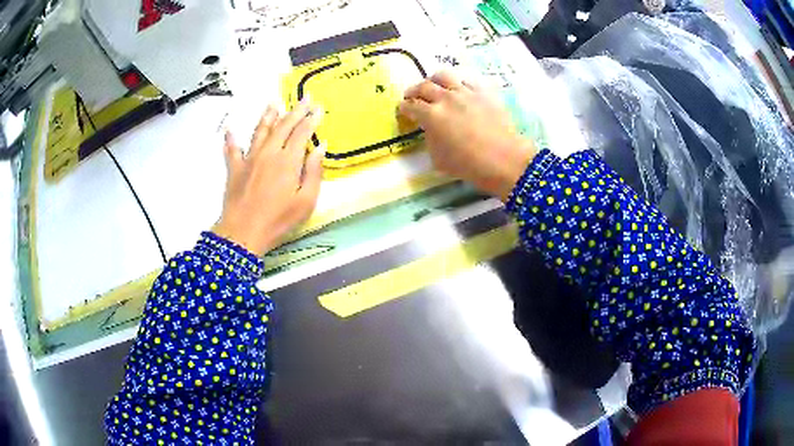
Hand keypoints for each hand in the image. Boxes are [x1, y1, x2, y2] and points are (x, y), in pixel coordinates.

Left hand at [213, 100, 324, 255]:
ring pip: (260, 131)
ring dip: (268, 116)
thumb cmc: (278, 220)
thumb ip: (314, 172)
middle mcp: (268, 153)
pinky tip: (230, 129)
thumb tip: (320, 147)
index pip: (301, 133)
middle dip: (295, 111)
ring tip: (273, 103)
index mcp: (287, 160)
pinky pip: (232, 150)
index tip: (318, 108)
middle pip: (283, 126)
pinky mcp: (234, 169)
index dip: (311, 119)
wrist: (243, 233)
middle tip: (304, 98)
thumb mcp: (306, 202)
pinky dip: (231, 139)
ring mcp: (249, 159)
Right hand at [399, 71, 536, 200]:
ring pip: (443, 76)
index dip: (404, 108)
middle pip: (423, 87)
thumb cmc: (470, 165)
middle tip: (412, 97)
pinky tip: (458, 90)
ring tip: (434, 86)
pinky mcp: (483, 92)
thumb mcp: (439, 159)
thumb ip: (430, 139)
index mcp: (431, 116)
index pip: (411, 106)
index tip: (403, 110)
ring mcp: (465, 92)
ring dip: (433, 80)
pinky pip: (466, 80)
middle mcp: (445, 98)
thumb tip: (431, 129)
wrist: (505, 160)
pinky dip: (457, 84)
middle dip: (413, 92)